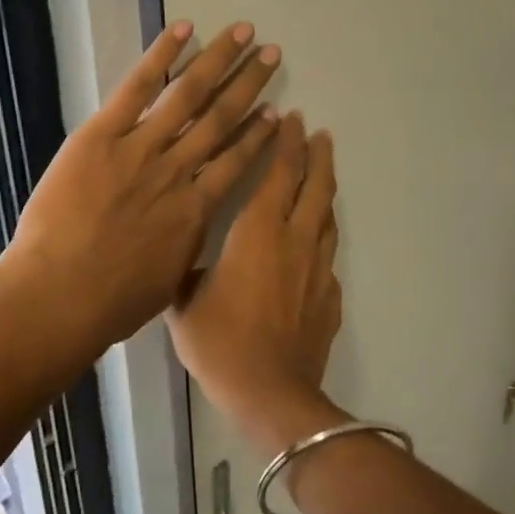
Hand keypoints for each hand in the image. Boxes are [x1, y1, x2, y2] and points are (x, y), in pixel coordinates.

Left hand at [2, 21, 282, 355]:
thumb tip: (190, 229)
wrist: (61, 294)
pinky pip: (137, 87)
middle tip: (272, 54)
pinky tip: (183, 29)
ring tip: (243, 33)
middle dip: (249, 83)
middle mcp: (178, 170)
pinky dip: (161, 56)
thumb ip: (184, 246)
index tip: (277, 112)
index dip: (258, 134)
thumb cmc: (113, 302)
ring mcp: (141, 148)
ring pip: (189, 95)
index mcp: (196, 209)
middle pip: (221, 118)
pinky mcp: (102, 134)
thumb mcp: (167, 281)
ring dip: (219, 61)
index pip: (237, 162)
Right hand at [167, 115, 340, 429]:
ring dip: (325, 189)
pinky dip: (322, 237)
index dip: (285, 143)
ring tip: (323, 172)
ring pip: (327, 217)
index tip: (292, 119)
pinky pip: (327, 255)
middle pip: (315, 186)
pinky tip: (314, 243)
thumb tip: (186, 262)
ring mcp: (318, 269)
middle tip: (318, 134)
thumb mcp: (184, 302)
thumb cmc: (220, 342)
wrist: (271, 394)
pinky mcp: (330, 297)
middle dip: (317, 155)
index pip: (278, 173)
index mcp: (258, 231)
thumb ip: (187, 271)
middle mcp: (295, 240)